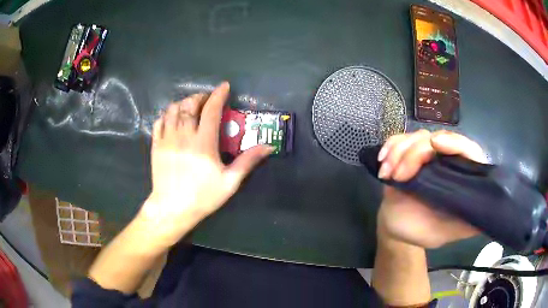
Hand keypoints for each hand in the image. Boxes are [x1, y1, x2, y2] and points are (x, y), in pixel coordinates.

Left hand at [138, 82, 272, 246]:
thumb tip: (268, 146)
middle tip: (207, 99)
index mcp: (203, 142)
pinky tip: (173, 117)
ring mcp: (167, 139)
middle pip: (190, 105)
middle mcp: (183, 135)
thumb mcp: (230, 182)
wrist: (172, 208)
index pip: (211, 110)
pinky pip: (159, 120)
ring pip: (173, 109)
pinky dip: (167, 113)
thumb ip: (248, 161)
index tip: (224, 86)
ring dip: (183, 103)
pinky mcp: (156, 145)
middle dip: (200, 97)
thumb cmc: (202, 197)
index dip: (218, 95)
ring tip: (191, 106)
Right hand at [376, 130, 485, 248]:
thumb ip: (468, 224)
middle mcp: (446, 161)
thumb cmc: (424, 231)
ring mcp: (426, 156)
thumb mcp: (448, 232)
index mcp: (460, 177)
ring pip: (416, 137)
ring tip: (388, 174)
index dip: (456, 143)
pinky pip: (399, 140)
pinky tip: (383, 164)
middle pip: (437, 138)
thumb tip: (490, 215)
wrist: (397, 229)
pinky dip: (390, 148)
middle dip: (415, 153)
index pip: (468, 150)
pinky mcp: (407, 154)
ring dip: (399, 152)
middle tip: (401, 175)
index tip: (437, 146)